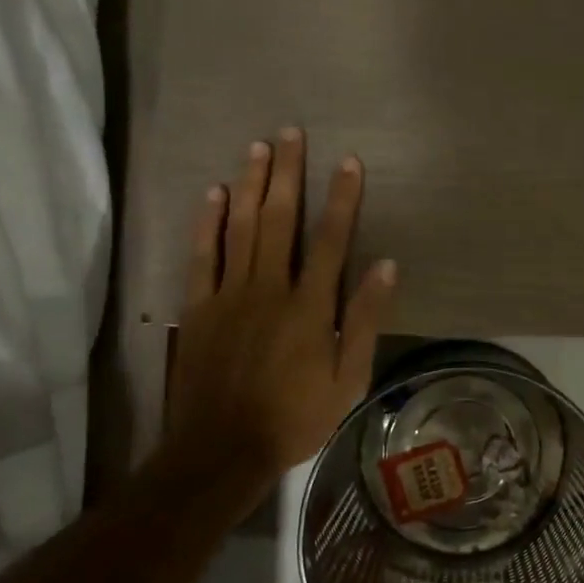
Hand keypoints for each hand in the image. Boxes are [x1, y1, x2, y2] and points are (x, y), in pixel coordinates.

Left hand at [161, 129, 395, 491]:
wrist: (221, 449)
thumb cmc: (294, 417)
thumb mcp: (348, 378)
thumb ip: (364, 319)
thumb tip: (385, 265)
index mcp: (310, 306)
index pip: (331, 240)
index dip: (342, 198)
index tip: (349, 162)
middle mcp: (269, 288)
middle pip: (280, 220)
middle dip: (288, 174)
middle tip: (291, 133)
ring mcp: (229, 294)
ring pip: (241, 227)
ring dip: (251, 184)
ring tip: (259, 147)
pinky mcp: (199, 307)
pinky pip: (202, 255)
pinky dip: (208, 222)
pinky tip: (215, 193)